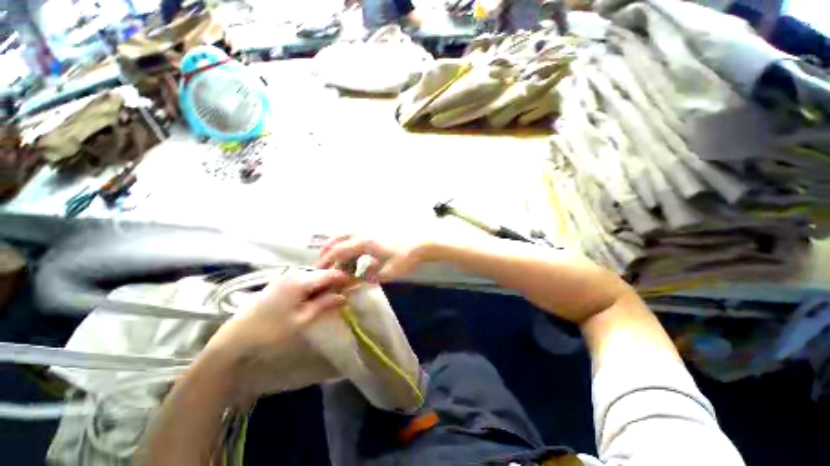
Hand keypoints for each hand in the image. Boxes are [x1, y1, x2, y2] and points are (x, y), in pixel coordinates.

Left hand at [203, 269, 353, 397]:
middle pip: (322, 273)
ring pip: (313, 278)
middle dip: (336, 282)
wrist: (232, 344)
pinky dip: (314, 289)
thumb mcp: (302, 320)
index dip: (346, 279)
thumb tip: (345, 295)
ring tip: (335, 297)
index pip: (331, 274)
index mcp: (300, 280)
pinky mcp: (278, 286)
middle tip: (349, 293)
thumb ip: (325, 304)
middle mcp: (293, 274)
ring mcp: (284, 279)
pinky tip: (317, 299)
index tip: (358, 285)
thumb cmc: (270, 333)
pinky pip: (303, 283)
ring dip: (325, 286)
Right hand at [316, 234, 427, 282]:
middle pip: (338, 239)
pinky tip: (351, 252)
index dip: (327, 261)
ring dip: (336, 245)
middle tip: (322, 264)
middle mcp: (363, 233)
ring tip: (333, 258)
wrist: (420, 243)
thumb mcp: (387, 272)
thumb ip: (368, 278)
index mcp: (364, 243)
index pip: (338, 251)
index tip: (319, 271)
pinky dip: (347, 242)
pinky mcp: (374, 231)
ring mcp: (369, 230)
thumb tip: (352, 282)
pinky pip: (354, 235)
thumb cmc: (405, 257)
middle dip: (327, 251)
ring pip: (345, 235)